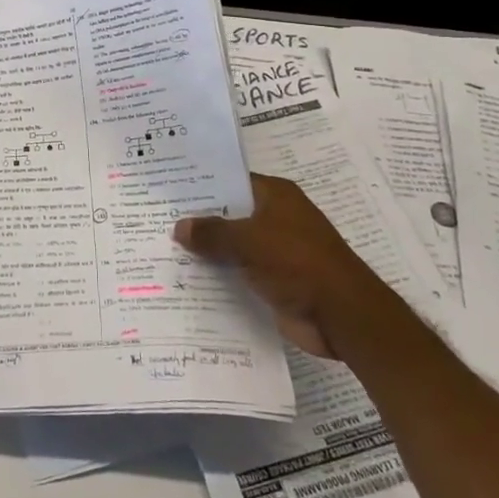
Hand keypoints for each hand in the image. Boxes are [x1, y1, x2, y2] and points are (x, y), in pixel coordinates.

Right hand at [175, 174, 381, 357]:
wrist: (342, 315)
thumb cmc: (298, 262)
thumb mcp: (249, 241)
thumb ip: (212, 233)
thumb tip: (179, 226)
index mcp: (276, 196)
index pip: (232, 182)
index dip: (202, 185)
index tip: (169, 190)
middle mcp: (276, 218)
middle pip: (230, 215)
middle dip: (199, 221)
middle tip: (157, 220)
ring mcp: (276, 251)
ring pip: (232, 246)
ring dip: (207, 252)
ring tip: (163, 250)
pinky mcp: (275, 281)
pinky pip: (239, 273)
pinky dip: (219, 276)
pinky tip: (187, 279)